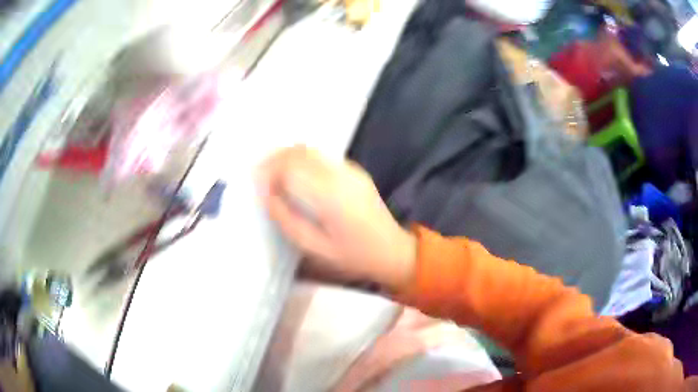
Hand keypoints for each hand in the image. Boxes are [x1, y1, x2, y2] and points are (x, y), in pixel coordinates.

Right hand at [257, 146, 415, 290]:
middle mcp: (340, 174)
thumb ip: (287, 219)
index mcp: (330, 195)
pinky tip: (294, 174)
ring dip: (287, 156)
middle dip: (274, 158)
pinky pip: (321, 156)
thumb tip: (266, 194)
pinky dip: (302, 159)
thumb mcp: (315, 247)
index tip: (253, 180)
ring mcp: (350, 169)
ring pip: (310, 150)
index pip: (291, 167)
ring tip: (271, 172)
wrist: (392, 250)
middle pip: (299, 152)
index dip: (268, 169)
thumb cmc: (353, 255)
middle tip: (258, 173)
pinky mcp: (354, 170)